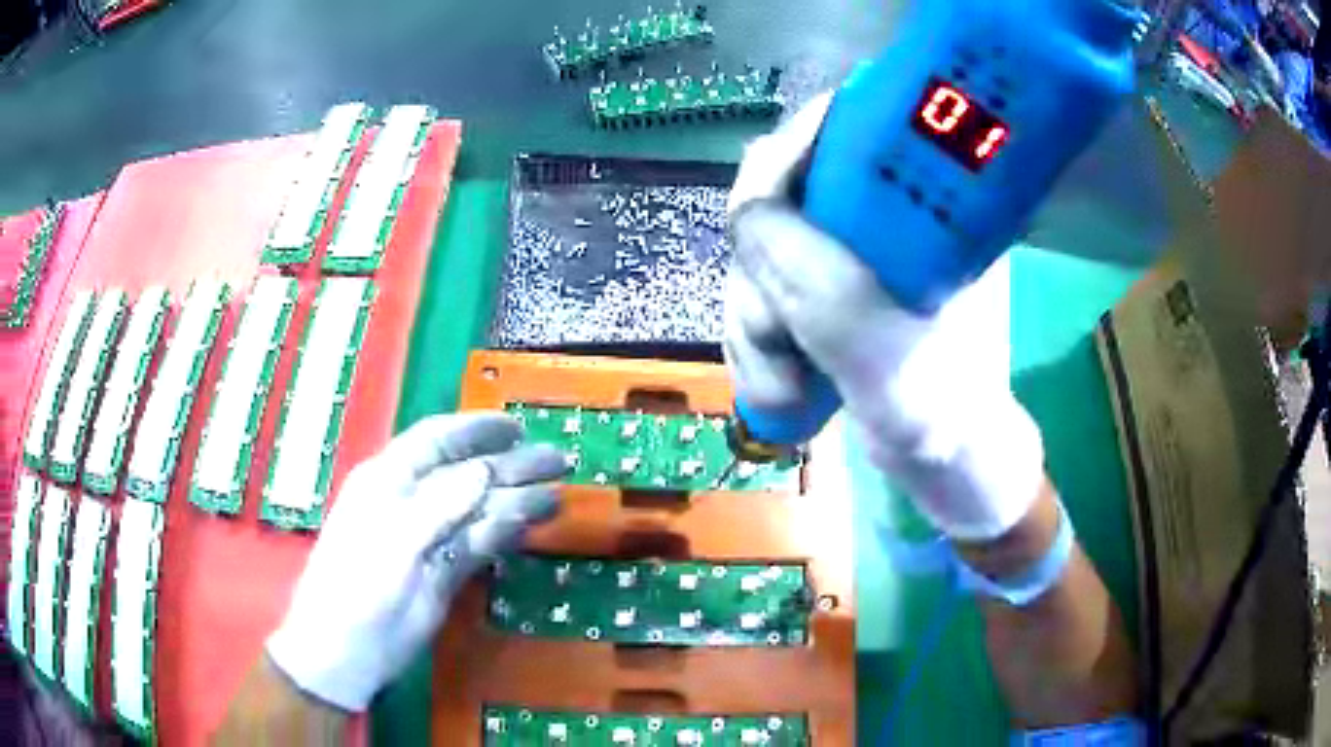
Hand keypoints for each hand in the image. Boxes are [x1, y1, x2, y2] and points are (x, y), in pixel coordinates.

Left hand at [265, 413, 566, 710]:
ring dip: (515, 501)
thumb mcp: (394, 545)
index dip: (476, 429)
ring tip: (558, 495)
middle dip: (509, 465)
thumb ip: (438, 507)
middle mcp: (410, 503)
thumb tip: (485, 470)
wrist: (344, 653)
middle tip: (558, 461)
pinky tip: (528, 525)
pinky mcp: (441, 572)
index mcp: (387, 481)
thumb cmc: (358, 590)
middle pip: (464, 474)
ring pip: (476, 511)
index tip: (518, 427)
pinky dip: (503, 534)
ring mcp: (427, 539)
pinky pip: (477, 544)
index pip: (435, 441)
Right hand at [725, 96, 1044, 540]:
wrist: (947, 461)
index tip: (756, 221)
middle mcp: (884, 210)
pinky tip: (778, 387)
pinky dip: (757, 341)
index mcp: (927, 201)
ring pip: (762, 252)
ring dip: (752, 324)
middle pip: (781, 197)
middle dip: (762, 279)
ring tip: (781, 389)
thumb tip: (748, 214)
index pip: (844, 130)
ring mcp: (851, 249)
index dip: (789, 157)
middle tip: (773, 345)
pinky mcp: (830, 285)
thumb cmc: (943, 412)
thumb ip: (827, 292)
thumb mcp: (892, 361)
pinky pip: (764, 289)